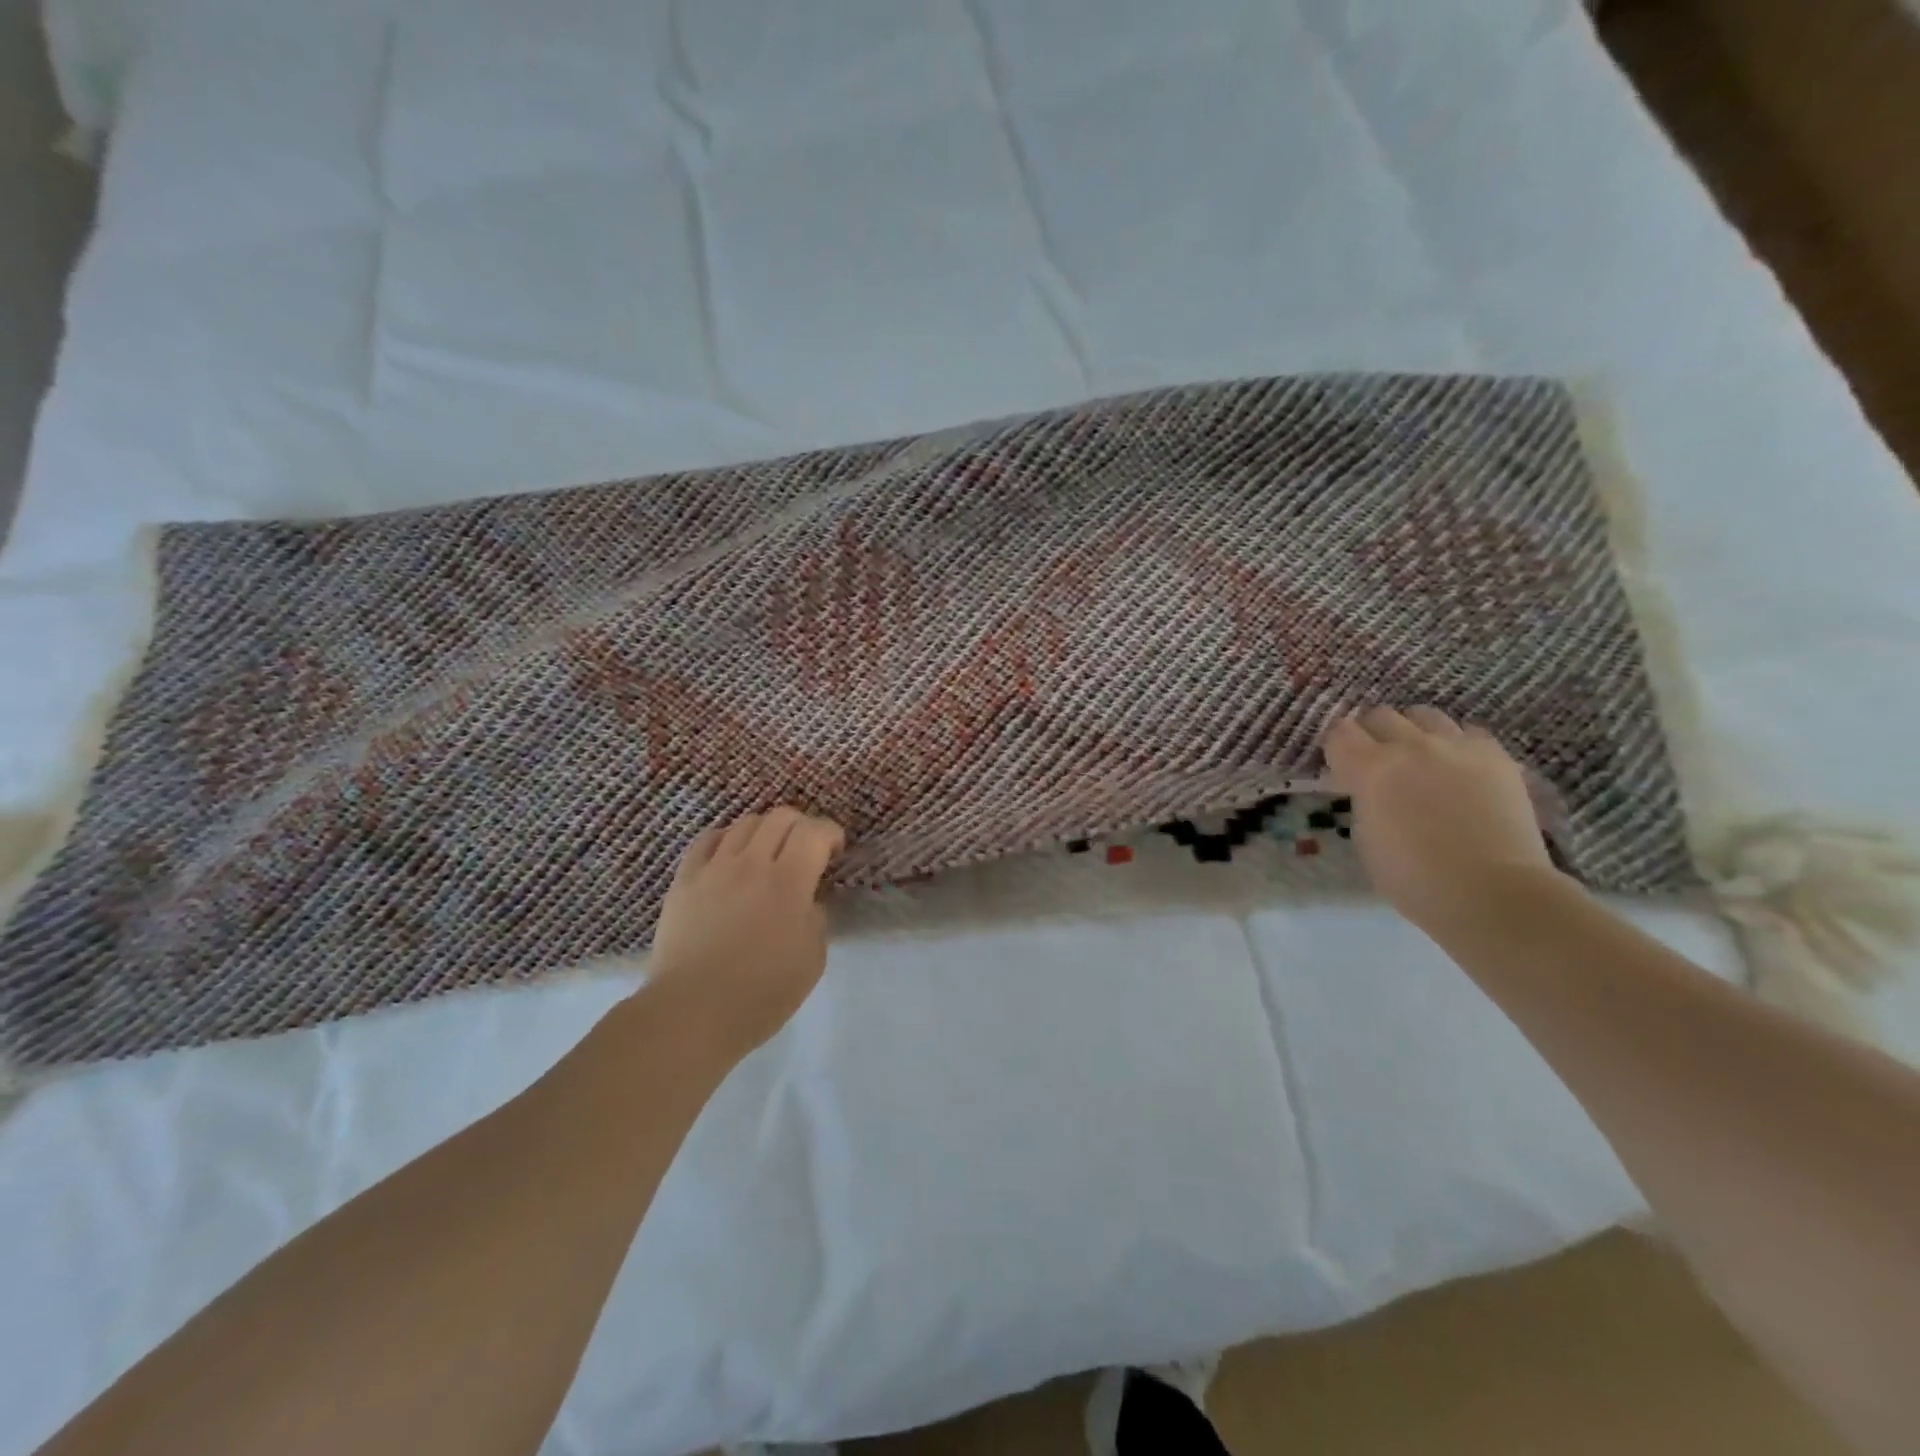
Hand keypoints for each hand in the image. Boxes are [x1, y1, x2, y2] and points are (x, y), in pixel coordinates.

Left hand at [647, 806, 845, 1054]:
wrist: (692, 1012)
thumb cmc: (761, 993)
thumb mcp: (812, 959)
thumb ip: (816, 918)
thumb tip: (808, 901)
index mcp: (789, 882)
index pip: (814, 831)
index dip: (831, 833)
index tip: (835, 850)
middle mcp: (752, 863)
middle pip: (781, 817)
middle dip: (802, 826)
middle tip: (806, 849)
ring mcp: (714, 868)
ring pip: (745, 823)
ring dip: (766, 830)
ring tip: (768, 852)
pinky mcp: (685, 879)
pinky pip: (707, 839)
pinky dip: (727, 838)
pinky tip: (731, 856)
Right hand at [1322, 706, 1557, 933]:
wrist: (1493, 893)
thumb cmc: (1415, 879)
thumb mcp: (1366, 838)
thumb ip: (1363, 800)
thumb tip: (1370, 788)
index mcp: (1371, 769)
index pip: (1340, 733)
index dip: (1337, 747)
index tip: (1340, 764)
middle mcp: (1411, 747)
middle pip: (1381, 715)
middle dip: (1372, 733)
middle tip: (1376, 759)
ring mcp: (1457, 747)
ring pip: (1424, 715)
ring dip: (1413, 731)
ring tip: (1419, 757)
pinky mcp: (1496, 756)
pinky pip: (1468, 732)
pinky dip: (1456, 743)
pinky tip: (1458, 767)